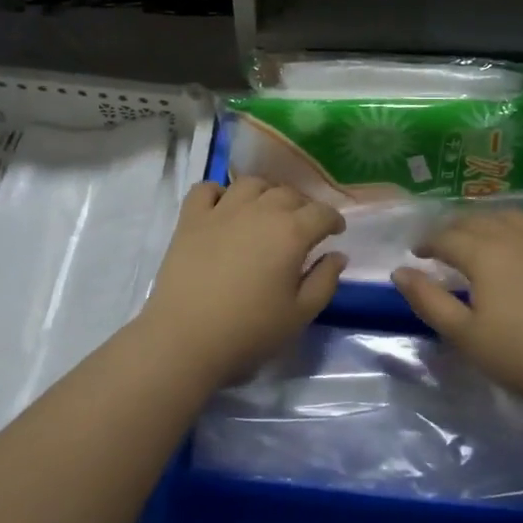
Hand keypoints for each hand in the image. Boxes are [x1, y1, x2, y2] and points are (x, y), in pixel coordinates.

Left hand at [138, 177, 345, 383]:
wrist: (185, 339)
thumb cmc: (249, 331)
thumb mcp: (300, 314)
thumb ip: (324, 281)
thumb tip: (337, 255)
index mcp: (291, 233)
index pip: (322, 212)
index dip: (333, 220)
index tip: (335, 231)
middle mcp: (259, 211)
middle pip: (288, 193)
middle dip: (302, 206)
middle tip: (302, 227)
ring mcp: (221, 211)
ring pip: (251, 184)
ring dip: (265, 194)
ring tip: (265, 212)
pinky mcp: (190, 219)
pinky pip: (206, 189)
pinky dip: (218, 192)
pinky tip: (223, 209)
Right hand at [393, 209, 522, 400]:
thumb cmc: (518, 354)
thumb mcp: (463, 334)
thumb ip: (428, 300)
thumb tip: (400, 271)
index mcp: (484, 253)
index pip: (446, 238)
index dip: (427, 243)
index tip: (416, 254)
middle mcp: (515, 237)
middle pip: (477, 221)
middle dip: (453, 229)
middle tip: (442, 244)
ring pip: (512, 217)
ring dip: (489, 222)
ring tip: (481, 237)